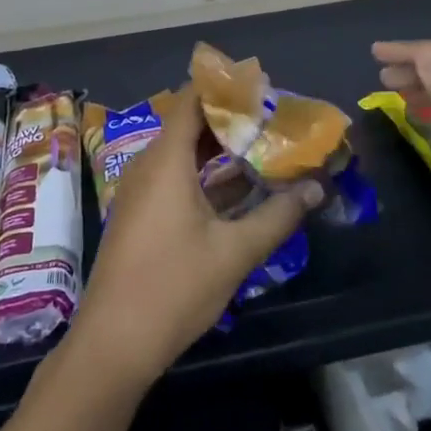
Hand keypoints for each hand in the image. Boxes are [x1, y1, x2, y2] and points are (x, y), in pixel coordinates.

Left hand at [68, 86, 319, 388]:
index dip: (225, 88)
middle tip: (274, 119)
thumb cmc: (174, 287)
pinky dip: (207, 175)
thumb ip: (278, 216)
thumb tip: (316, 188)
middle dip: (231, 120)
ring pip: (185, 153)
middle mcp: (150, 164)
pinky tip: (241, 188)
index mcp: (166, 159)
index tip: (262, 88)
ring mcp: (142, 190)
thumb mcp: (234, 252)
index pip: (192, 99)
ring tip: (265, 147)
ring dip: (221, 150)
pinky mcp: (142, 213)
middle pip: (191, 124)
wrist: (114, 342)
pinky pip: (177, 176)